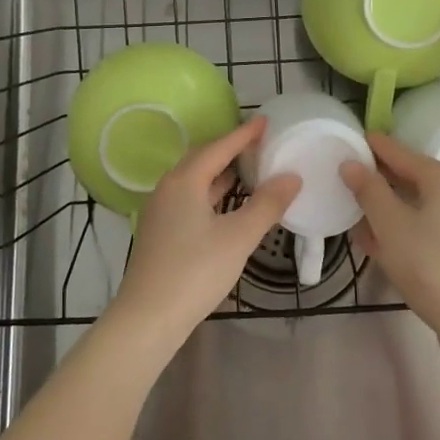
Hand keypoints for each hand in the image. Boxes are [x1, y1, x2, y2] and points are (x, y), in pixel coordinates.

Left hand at [110, 118, 299, 348]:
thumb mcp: (238, 237)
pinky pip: (190, 198)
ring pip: (194, 181)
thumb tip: (292, 177)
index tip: (265, 121)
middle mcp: (168, 188)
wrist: (148, 318)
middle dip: (230, 150)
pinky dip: (212, 193)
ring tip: (249, 169)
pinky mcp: (160, 232)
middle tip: (259, 144)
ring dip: (220, 173)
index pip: (218, 147)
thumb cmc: (195, 271)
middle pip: (202, 159)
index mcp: (184, 181)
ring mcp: (161, 211)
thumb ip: (266, 205)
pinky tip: (227, 204)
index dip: (243, 135)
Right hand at [341, 133, 439, 332]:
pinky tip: (390, 248)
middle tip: (354, 185)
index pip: (403, 154)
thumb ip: (368, 190)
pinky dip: (412, 231)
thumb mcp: (390, 225)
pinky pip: (436, 230)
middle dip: (383, 184)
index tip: (355, 140)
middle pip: (416, 180)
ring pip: (425, 208)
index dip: (376, 148)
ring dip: (394, 212)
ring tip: (365, 222)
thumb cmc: (430, 265)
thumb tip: (351, 164)